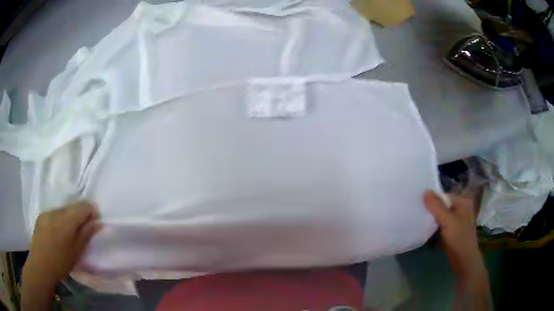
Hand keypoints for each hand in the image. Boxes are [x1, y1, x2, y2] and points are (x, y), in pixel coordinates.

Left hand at [24, 202, 100, 284]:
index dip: (91, 210)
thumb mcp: (76, 252)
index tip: (96, 219)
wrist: (40, 265)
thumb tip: (97, 222)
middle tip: (85, 226)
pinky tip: (59, 230)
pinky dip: (60, 218)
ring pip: (63, 209)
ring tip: (72, 229)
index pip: (82, 207)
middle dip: (80, 213)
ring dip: (70, 215)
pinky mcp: (41, 215)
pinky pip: (54, 212)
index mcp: (66, 222)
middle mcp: (56, 212)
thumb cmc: (61, 263)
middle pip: (72, 206)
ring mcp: (47, 212)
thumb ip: (86, 234)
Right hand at [423, 190, 489, 310]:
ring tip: (420, 219)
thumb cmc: (459, 238)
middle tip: (418, 211)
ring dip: (432, 218)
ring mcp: (457, 219)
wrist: (464, 260)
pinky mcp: (453, 230)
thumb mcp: (447, 221)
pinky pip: (442, 223)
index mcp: (463, 201)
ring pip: (441, 215)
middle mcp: (461, 208)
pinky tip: (427, 228)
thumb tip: (425, 191)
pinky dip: (435, 225)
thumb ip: (437, 207)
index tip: (419, 204)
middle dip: (432, 209)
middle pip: (443, 205)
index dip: (432, 199)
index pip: (444, 196)